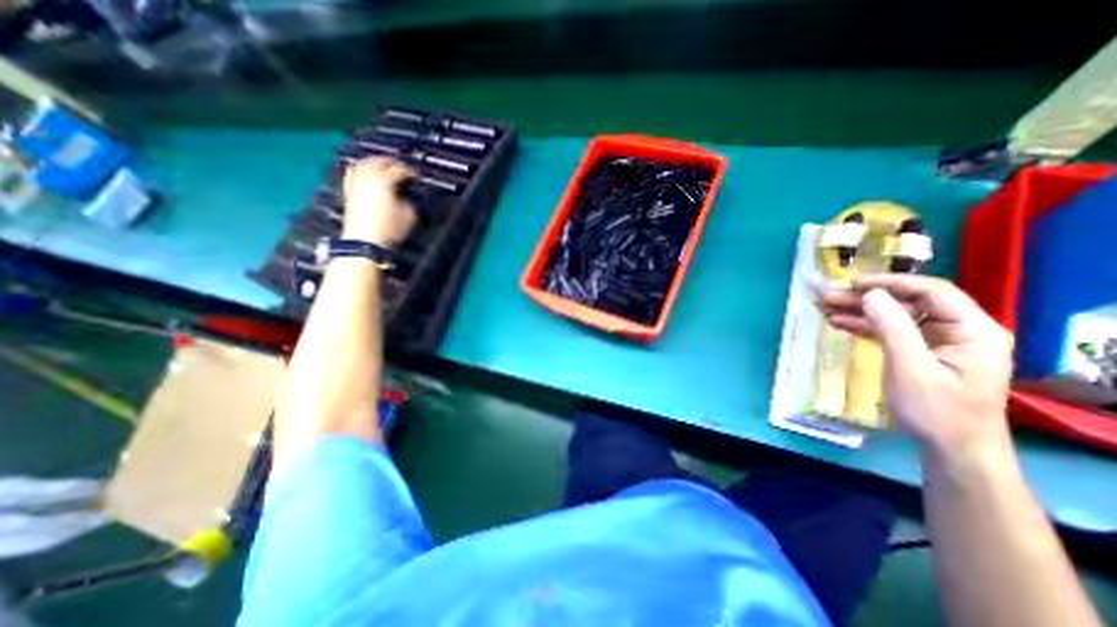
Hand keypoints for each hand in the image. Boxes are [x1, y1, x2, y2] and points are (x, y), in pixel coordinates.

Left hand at [340, 154, 417, 245]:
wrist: (364, 242)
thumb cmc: (389, 229)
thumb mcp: (408, 216)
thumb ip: (409, 201)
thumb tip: (407, 195)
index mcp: (384, 181)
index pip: (398, 170)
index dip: (408, 171)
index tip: (415, 174)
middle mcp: (367, 178)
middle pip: (378, 162)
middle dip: (390, 162)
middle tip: (399, 165)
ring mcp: (355, 183)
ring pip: (362, 164)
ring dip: (373, 162)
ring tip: (381, 165)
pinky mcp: (348, 191)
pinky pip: (352, 173)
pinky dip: (359, 169)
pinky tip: (363, 172)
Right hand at [819, 278, 1018, 462]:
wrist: (952, 450)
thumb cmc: (937, 412)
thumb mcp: (911, 368)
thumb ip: (893, 328)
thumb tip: (870, 295)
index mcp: (972, 330)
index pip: (932, 291)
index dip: (891, 283)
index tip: (853, 283)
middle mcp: (958, 330)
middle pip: (907, 303)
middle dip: (864, 298)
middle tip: (826, 295)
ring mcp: (939, 342)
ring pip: (894, 316)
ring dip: (858, 311)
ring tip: (823, 306)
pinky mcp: (922, 353)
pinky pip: (890, 331)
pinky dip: (864, 326)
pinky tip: (837, 322)